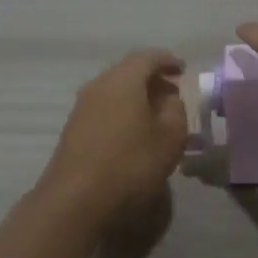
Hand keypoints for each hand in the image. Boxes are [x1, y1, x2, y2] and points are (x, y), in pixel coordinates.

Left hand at [36, 50, 189, 225]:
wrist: (76, 200)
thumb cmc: (131, 164)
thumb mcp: (170, 137)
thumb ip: (176, 110)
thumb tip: (169, 99)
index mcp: (123, 80)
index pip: (147, 57)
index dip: (167, 61)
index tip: (183, 70)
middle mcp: (98, 85)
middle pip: (127, 71)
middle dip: (152, 78)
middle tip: (173, 93)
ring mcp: (82, 107)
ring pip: (114, 90)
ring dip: (136, 96)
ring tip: (157, 115)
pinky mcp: (74, 129)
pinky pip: (104, 108)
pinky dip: (123, 111)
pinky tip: (134, 132)